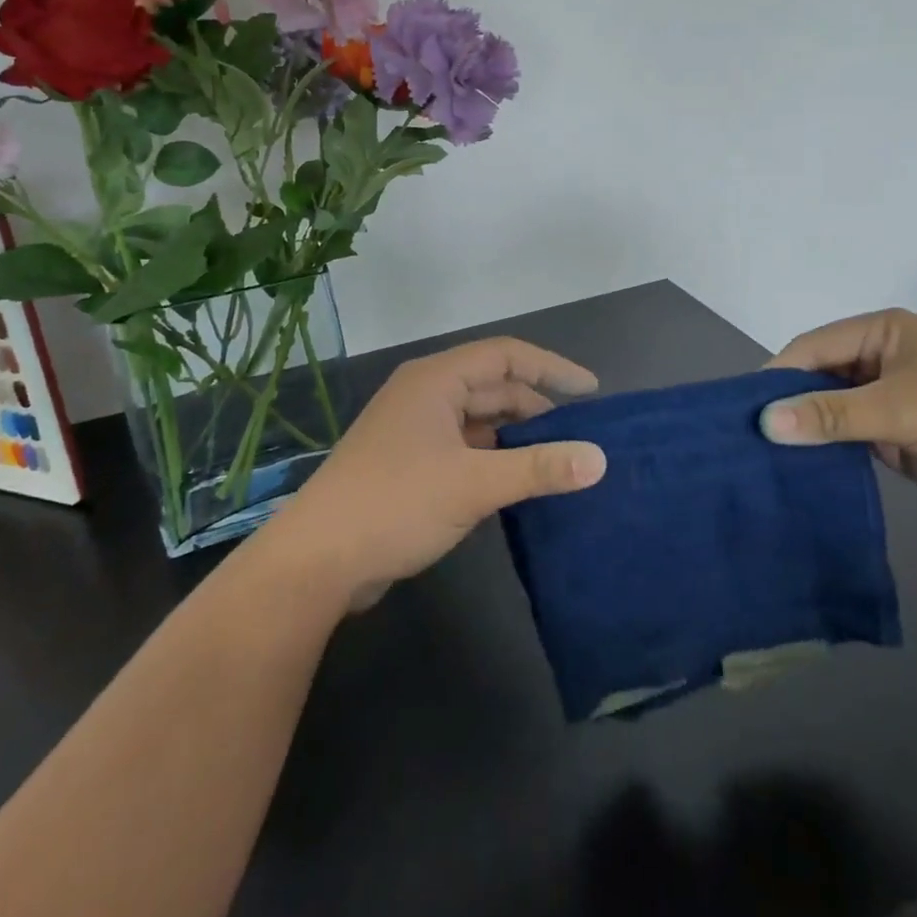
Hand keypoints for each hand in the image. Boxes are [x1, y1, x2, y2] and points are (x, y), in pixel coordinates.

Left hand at [264, 338, 607, 609]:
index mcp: (436, 380)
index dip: (551, 368)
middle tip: (580, 434)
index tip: (591, 392)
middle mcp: (425, 394)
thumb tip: (599, 459)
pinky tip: (517, 479)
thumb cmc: (395, 504)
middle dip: (536, 406)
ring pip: (478, 418)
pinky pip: (464, 445)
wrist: (317, 561)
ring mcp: (414, 428)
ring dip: (515, 433)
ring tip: (558, 457)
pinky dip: (493, 455)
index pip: (506, 356)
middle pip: (493, 386)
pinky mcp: (409, 461)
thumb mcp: (474, 484)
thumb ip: (538, 468)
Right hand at [762, 308, 916, 520]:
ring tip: (763, 456)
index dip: (778, 376)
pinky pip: (847, 435)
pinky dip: (826, 448)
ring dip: (806, 429)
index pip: (811, 347)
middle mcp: (878, 357)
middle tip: (747, 437)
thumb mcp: (900, 408)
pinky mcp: (895, 433)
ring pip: (829, 408)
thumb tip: (763, 422)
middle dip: (788, 404)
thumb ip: (831, 414)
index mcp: (880, 331)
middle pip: (817, 376)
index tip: (744, 411)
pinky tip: (798, 467)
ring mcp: (887, 397)